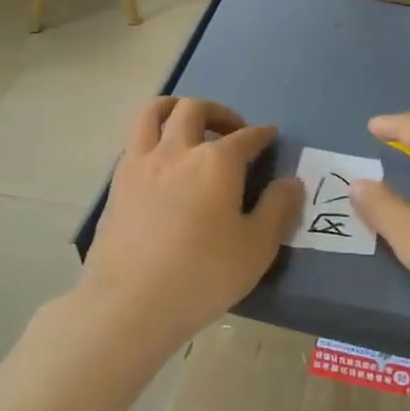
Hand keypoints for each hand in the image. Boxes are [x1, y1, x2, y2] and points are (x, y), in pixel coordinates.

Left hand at [79, 97, 302, 353]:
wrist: (131, 302)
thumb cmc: (203, 275)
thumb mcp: (256, 248)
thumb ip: (278, 209)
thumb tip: (292, 182)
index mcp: (216, 162)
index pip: (245, 137)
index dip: (261, 134)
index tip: (269, 135)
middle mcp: (177, 150)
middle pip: (195, 110)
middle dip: (219, 112)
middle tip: (232, 130)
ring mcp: (141, 162)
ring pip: (154, 112)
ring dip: (175, 108)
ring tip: (188, 124)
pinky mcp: (117, 182)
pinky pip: (134, 140)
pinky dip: (152, 136)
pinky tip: (161, 161)